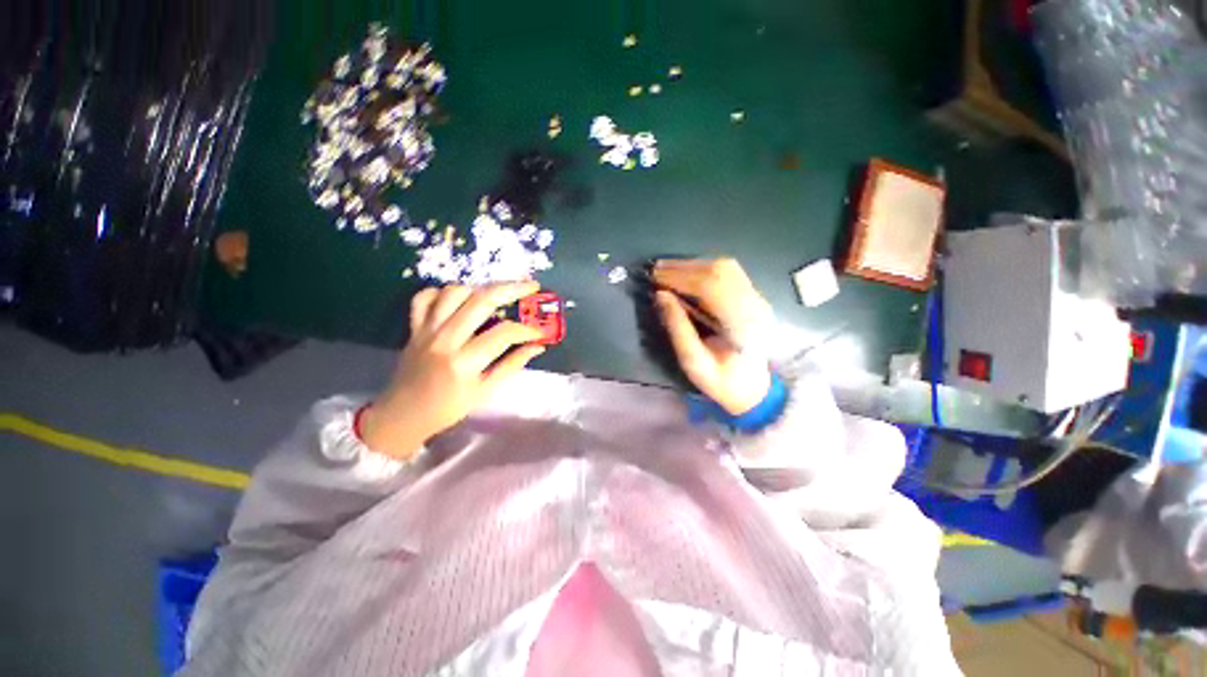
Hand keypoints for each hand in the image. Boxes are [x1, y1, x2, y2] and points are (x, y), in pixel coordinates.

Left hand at [360, 282, 545, 459]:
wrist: (403, 415)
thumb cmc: (449, 408)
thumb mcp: (486, 391)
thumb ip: (512, 365)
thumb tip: (538, 346)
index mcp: (465, 362)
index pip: (504, 333)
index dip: (527, 330)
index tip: (540, 332)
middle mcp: (445, 340)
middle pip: (481, 301)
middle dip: (512, 289)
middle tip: (531, 286)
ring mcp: (427, 330)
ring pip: (454, 292)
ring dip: (479, 289)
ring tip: (495, 296)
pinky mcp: (414, 327)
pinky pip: (424, 298)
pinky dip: (442, 293)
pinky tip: (458, 300)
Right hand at [653, 258, 773, 415]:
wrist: (753, 389)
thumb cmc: (722, 380)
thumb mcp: (693, 362)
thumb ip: (678, 328)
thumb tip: (661, 295)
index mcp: (741, 324)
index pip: (711, 287)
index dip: (680, 278)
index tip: (655, 278)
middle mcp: (754, 305)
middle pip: (719, 271)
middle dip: (684, 267)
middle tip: (656, 270)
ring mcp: (757, 299)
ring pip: (725, 267)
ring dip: (693, 265)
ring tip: (667, 270)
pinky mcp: (753, 297)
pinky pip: (728, 272)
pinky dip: (703, 268)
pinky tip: (686, 273)